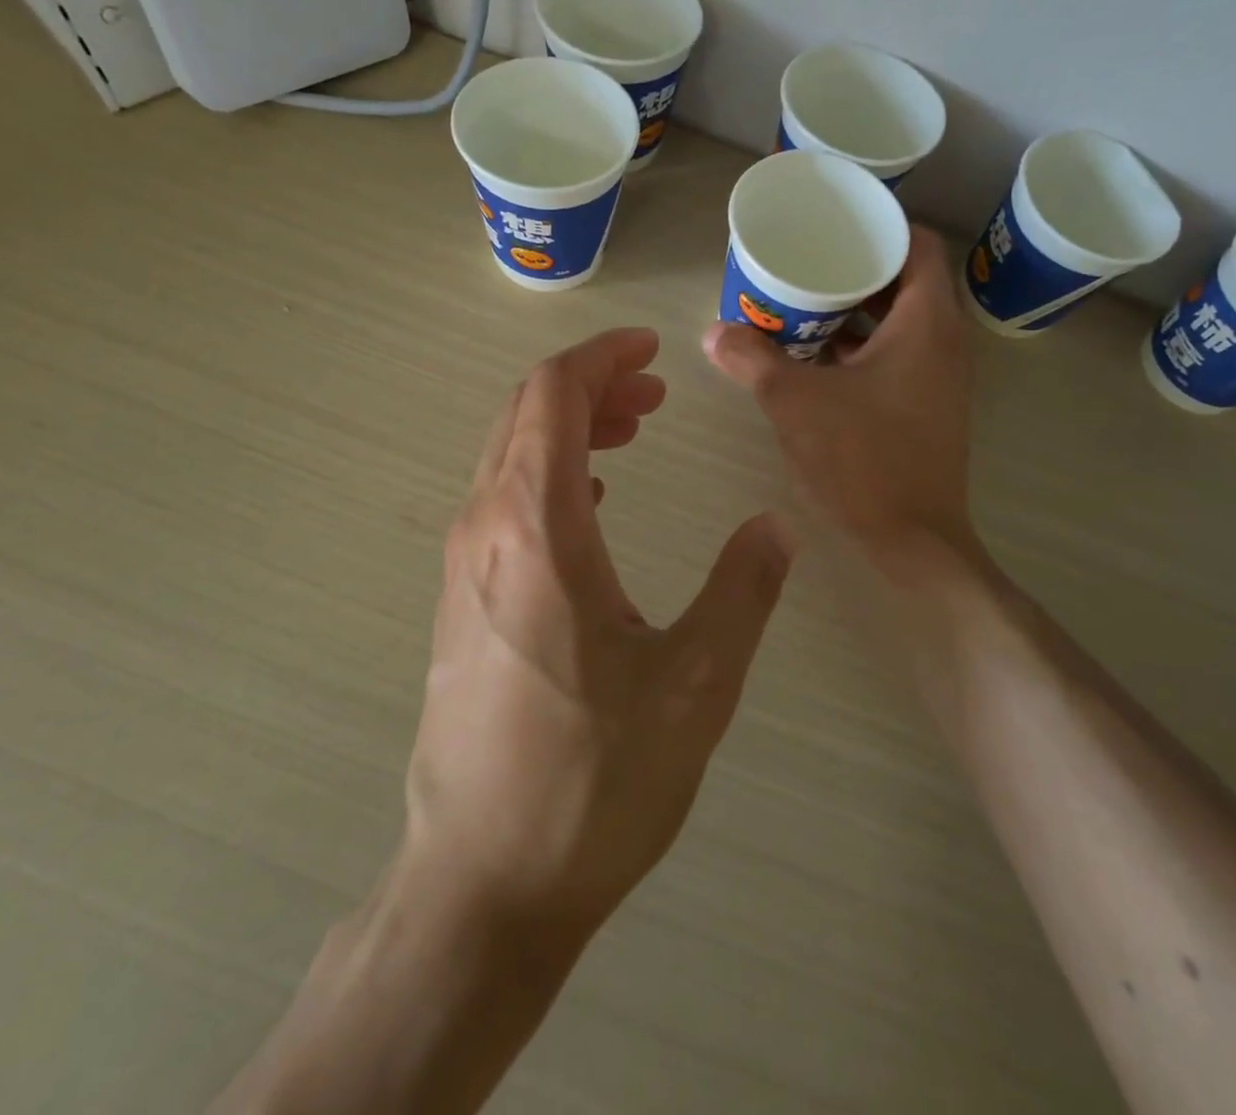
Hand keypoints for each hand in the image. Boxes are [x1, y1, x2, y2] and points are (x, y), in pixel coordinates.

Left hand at [404, 326, 793, 934]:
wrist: (482, 885)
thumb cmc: (592, 781)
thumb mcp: (694, 683)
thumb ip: (741, 590)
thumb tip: (774, 527)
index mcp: (536, 528)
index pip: (552, 394)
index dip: (601, 357)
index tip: (651, 350)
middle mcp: (484, 530)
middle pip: (524, 414)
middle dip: (590, 385)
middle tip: (653, 393)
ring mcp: (463, 568)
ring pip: (509, 455)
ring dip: (568, 427)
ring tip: (630, 431)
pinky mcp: (461, 605)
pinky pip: (501, 502)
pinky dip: (549, 473)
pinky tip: (594, 502)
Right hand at [702, 226, 977, 581]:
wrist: (912, 539)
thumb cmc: (862, 459)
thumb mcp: (795, 402)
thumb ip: (752, 359)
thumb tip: (713, 332)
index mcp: (926, 322)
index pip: (918, 243)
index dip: (880, 225)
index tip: (836, 223)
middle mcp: (944, 341)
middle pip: (907, 279)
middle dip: (857, 267)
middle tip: (808, 260)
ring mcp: (939, 376)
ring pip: (901, 319)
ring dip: (858, 309)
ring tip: (806, 302)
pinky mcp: (928, 404)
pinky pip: (898, 353)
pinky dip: (863, 344)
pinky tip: (818, 355)